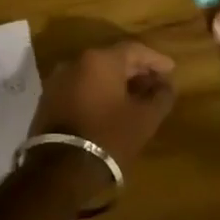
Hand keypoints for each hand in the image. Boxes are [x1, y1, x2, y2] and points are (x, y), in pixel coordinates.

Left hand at [31, 40, 175, 202]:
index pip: (134, 50)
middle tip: (155, 84)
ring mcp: (58, 81)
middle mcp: (75, 62)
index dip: (155, 60)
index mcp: (100, 60)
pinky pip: (80, 87)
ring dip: (116, 83)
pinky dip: (98, 92)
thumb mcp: (145, 118)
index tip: (171, 70)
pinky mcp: (48, 100)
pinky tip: (111, 108)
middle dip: (136, 71)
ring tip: (135, 98)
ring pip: (94, 74)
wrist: (59, 170)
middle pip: (112, 59)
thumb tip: (166, 85)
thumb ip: (161, 96)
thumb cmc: (109, 137)